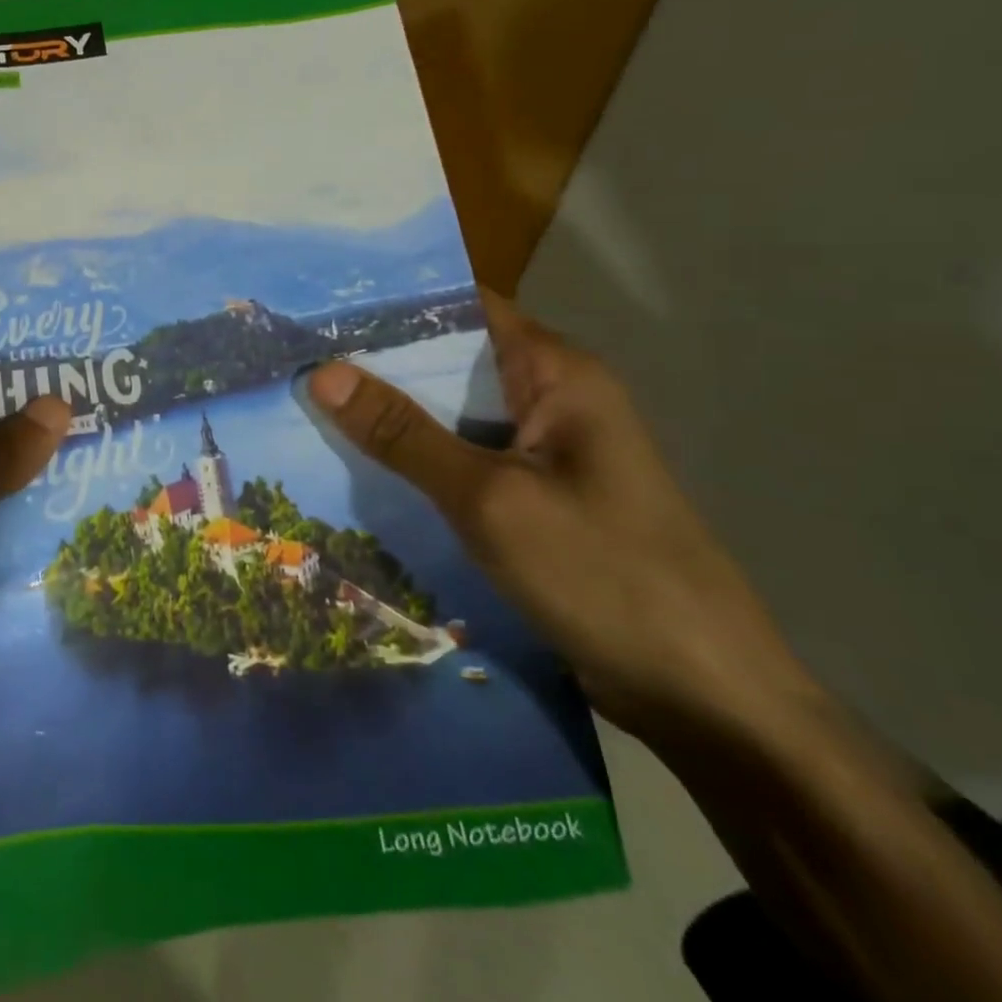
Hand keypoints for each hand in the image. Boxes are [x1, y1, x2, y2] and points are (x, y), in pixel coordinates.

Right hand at [307, 294, 819, 749]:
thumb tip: (321, 372)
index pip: (466, 308)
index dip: (395, 303)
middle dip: (377, 360)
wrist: (706, 699)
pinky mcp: (534, 497)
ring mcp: (543, 451)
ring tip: (305, 401)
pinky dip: (414, 457)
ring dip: (391, 412)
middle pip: (452, 360)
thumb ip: (404, 433)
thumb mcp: (489, 498)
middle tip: (295, 356)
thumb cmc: (605, 575)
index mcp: (558, 374)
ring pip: (451, 413)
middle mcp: (551, 399)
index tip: (320, 306)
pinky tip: (355, 463)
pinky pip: (461, 459)